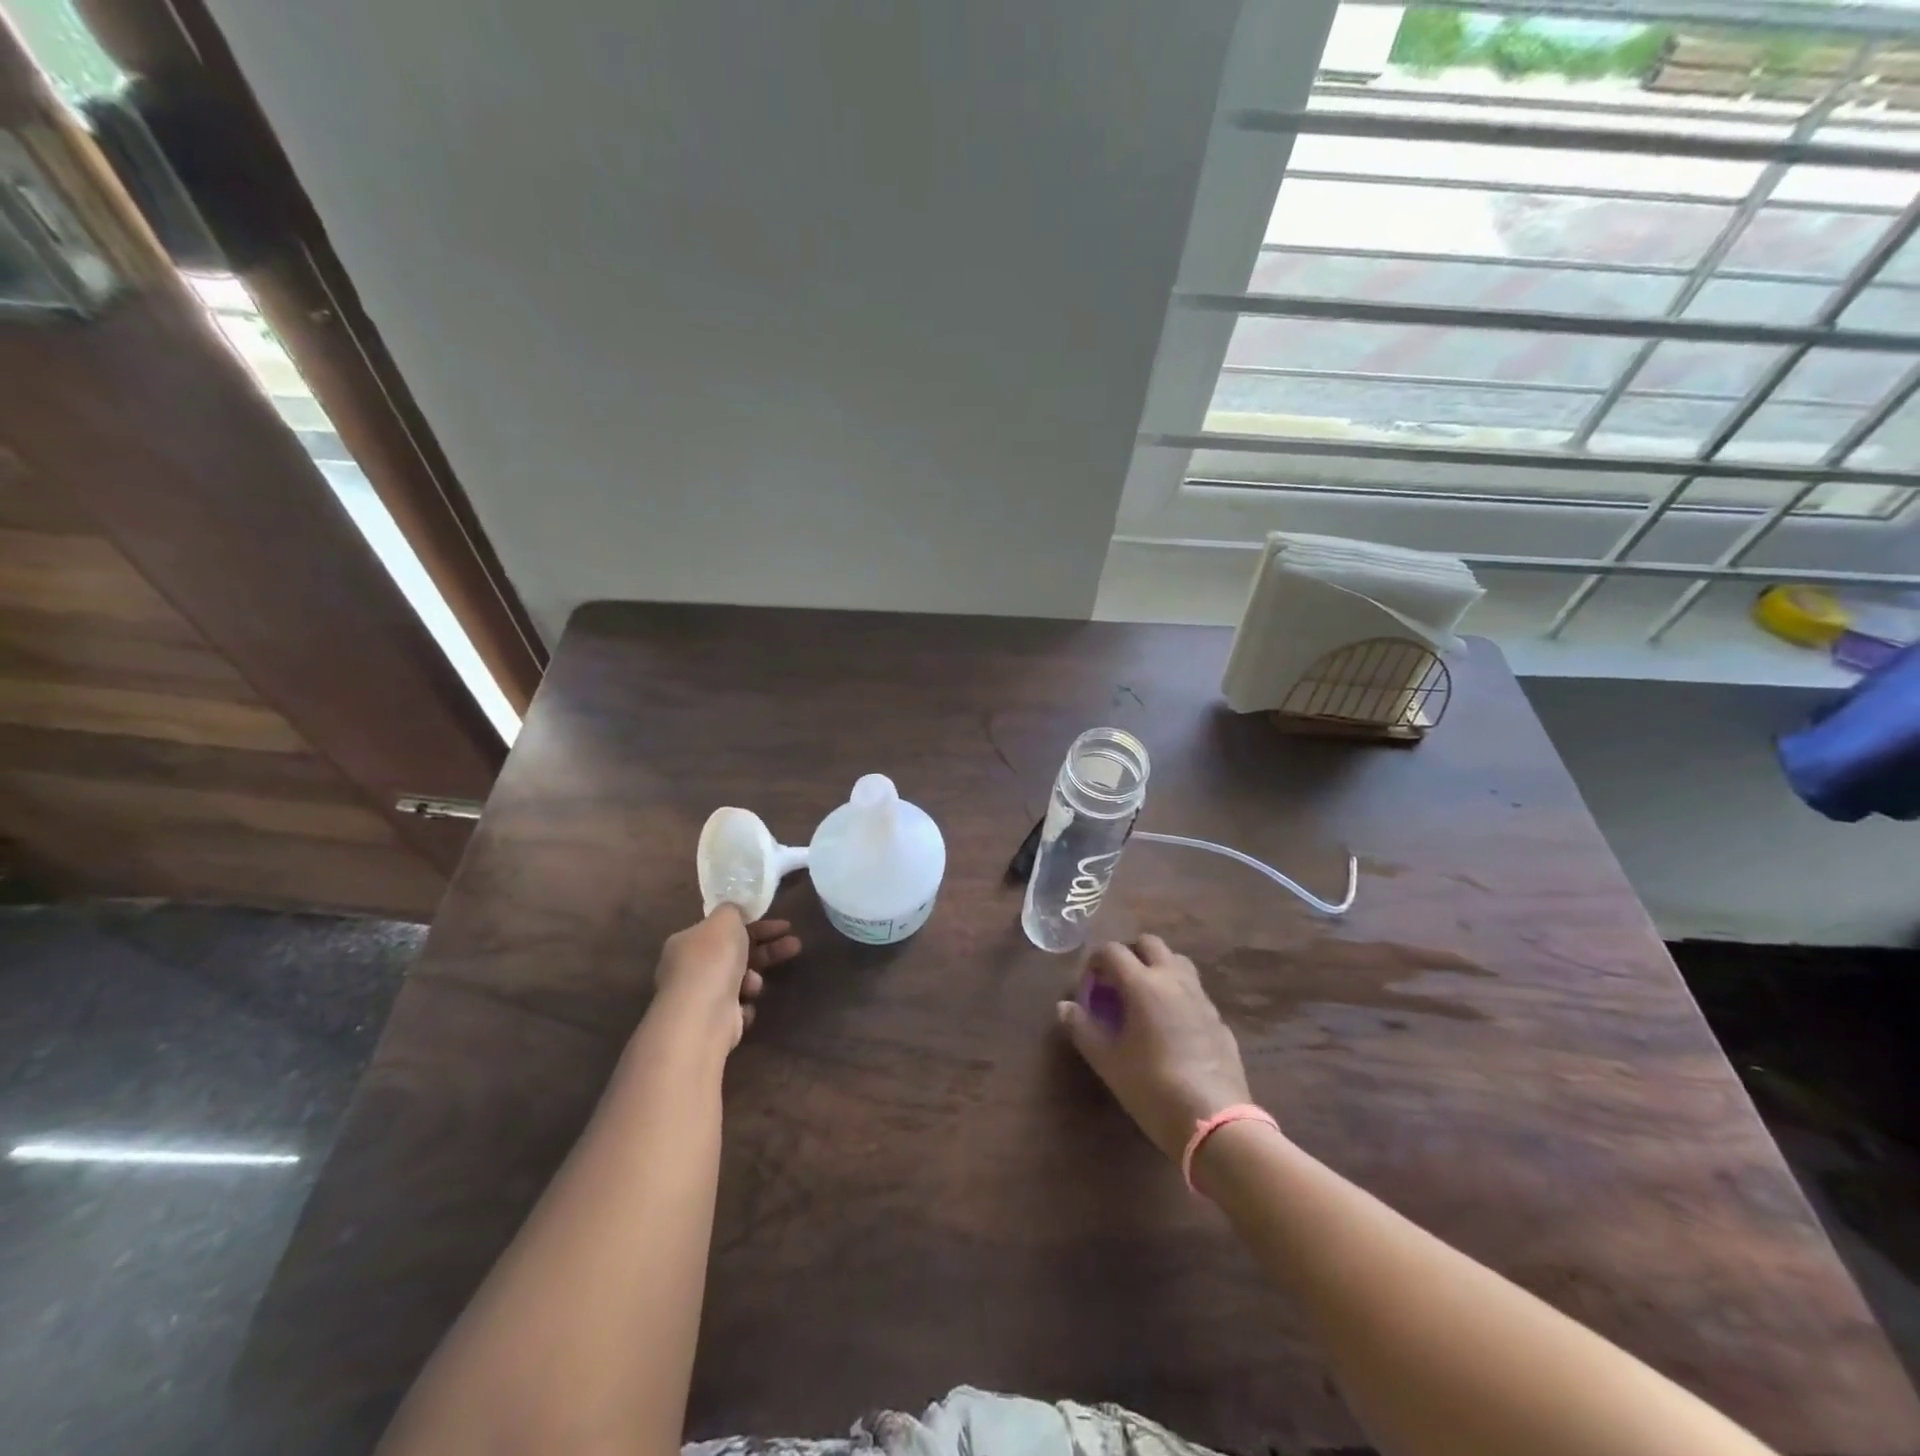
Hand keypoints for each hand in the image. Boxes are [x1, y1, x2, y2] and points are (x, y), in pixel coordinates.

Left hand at [651, 906, 801, 1048]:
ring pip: (739, 981)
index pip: (724, 929)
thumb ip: (733, 910)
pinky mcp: (712, 1023)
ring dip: (753, 980)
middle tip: (794, 944)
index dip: (755, 924)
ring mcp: (700, 997)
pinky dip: (744, 1006)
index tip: (783, 925)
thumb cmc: (713, 961)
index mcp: (687, 942)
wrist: (703, 1017)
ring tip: (755, 985)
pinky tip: (744, 1006)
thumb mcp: (725, 920)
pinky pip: (737, 1008)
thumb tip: (735, 912)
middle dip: (767, 950)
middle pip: (736, 953)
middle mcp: (689, 969)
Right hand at [1057, 936, 1253, 1162]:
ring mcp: (1201, 998)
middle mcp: (1174, 980)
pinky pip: (1194, 991)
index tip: (1088, 985)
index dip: (1095, 962)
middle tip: (1116, 983)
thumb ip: (1083, 1029)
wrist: (1214, 1122)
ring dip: (1157, 968)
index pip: (1113, 951)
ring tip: (1144, 998)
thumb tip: (1064, 1007)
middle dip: (1129, 954)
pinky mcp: (1218, 1019)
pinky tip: (1171, 1026)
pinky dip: (1177, 994)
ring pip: (1177, 962)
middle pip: (1150, 944)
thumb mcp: (1108, 1062)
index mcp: (1143, 984)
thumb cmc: (1152, 1088)